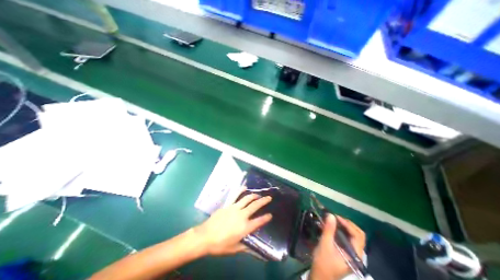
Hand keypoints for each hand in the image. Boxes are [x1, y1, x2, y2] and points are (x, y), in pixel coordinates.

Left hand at [195, 192, 272, 255]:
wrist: (205, 236)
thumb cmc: (220, 245)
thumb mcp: (234, 249)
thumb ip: (246, 247)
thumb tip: (255, 250)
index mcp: (244, 227)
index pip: (259, 221)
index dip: (266, 218)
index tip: (270, 215)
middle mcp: (242, 215)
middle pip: (255, 206)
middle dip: (263, 201)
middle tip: (269, 198)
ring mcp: (235, 208)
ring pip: (247, 199)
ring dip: (254, 195)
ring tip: (258, 194)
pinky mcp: (228, 205)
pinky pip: (236, 196)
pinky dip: (241, 191)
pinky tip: (244, 188)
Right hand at [312, 214, 365, 279]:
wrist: (319, 276)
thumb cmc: (323, 262)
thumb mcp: (325, 245)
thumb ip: (329, 230)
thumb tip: (331, 215)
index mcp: (355, 255)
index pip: (358, 236)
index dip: (348, 224)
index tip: (336, 217)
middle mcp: (356, 254)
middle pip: (357, 235)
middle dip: (347, 224)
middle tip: (335, 217)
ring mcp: (351, 253)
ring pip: (352, 236)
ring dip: (343, 226)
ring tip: (332, 220)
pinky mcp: (345, 252)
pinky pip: (346, 238)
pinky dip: (340, 230)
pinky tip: (331, 227)